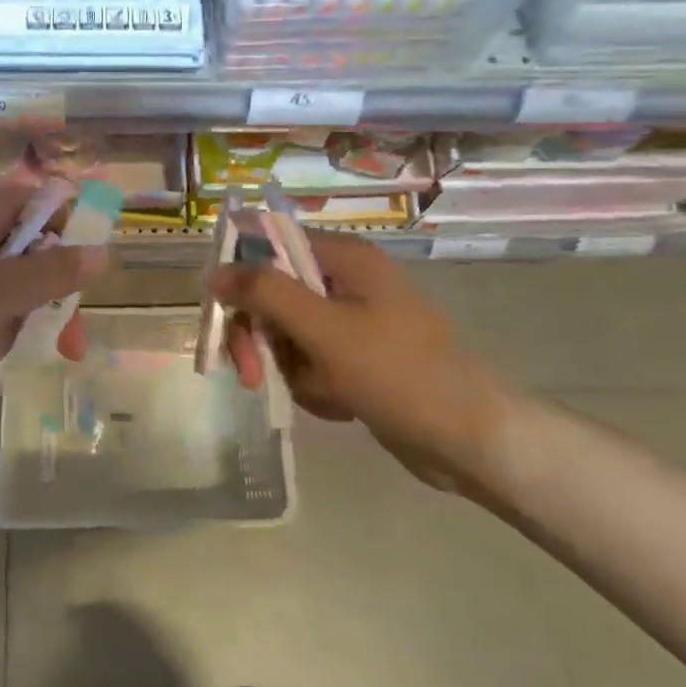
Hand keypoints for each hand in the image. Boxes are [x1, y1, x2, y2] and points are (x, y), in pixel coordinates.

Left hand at [0, 181, 105, 432]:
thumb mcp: (0, 294)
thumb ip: (55, 272)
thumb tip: (105, 249)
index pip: (45, 205)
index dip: (71, 239)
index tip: (86, 281)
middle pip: (29, 257)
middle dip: (40, 306)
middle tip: (66, 346)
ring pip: (4, 297)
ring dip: (3, 334)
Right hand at [207, 231, 513, 486]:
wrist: (471, 441)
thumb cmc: (398, 373)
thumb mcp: (324, 329)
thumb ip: (265, 292)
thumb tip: (214, 272)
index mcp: (344, 258)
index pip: (269, 245)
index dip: (240, 277)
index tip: (224, 318)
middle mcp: (346, 280)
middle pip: (274, 294)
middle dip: (262, 338)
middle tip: (252, 375)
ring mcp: (354, 319)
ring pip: (288, 334)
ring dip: (292, 368)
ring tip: (325, 392)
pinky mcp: (359, 356)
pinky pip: (312, 361)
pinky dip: (314, 384)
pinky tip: (340, 404)